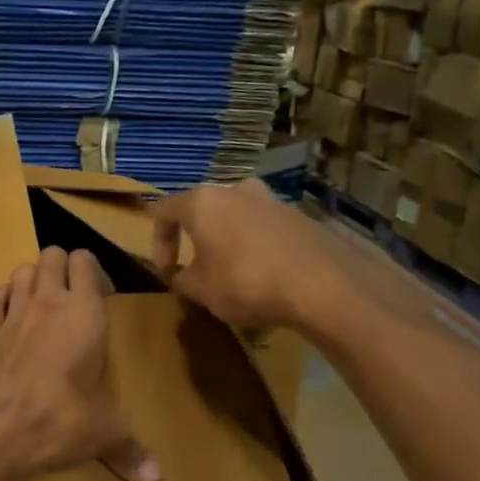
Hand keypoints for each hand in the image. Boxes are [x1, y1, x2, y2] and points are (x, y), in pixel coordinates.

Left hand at [0, 247, 160, 480]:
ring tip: (44, 304)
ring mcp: (11, 316)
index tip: (104, 296)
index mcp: (84, 313)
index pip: (86, 263)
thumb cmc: (61, 422)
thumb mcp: (104, 434)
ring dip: (32, 279)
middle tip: (76, 298)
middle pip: (52, 255)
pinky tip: (7, 316)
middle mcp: (46, 303)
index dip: (95, 271)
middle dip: (64, 267)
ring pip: (20, 271)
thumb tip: (157, 480)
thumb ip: (130, 450)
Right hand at [153, 179, 334, 328]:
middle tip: (197, 267)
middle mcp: (235, 190)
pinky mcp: (298, 215)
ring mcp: (271, 199)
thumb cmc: (245, 282)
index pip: (164, 211)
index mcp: (203, 202)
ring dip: (227, 240)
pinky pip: (264, 228)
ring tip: (231, 271)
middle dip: (196, 238)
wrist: (321, 284)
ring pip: (236, 217)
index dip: (158, 242)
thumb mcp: (201, 290)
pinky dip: (255, 246)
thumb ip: (181, 280)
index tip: (166, 270)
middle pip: (204, 209)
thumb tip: (181, 277)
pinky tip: (263, 274)